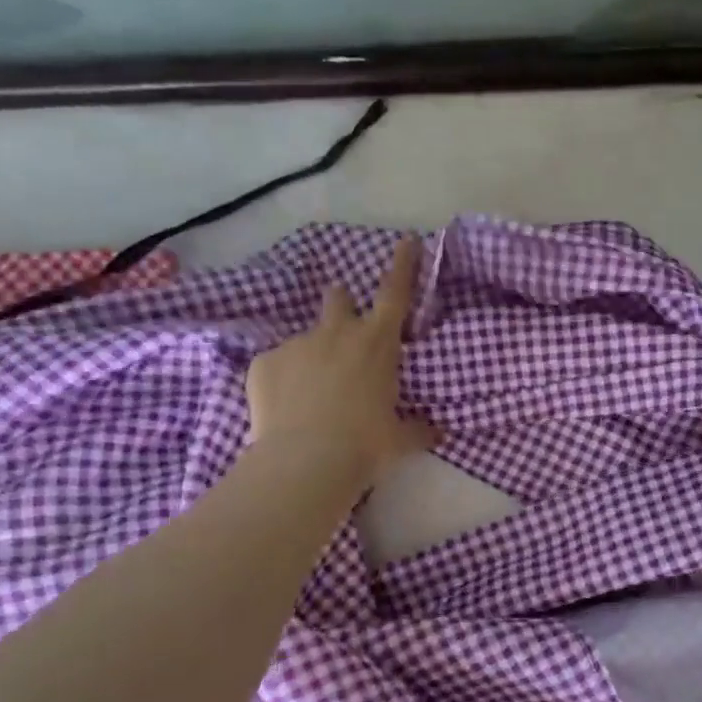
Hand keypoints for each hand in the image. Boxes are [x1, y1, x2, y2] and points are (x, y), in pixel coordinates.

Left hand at [245, 235, 438, 485]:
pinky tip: (285, 409)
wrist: (307, 461)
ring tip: (310, 396)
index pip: (396, 292)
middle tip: (343, 329)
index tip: (407, 240)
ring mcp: (296, 344)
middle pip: (338, 298)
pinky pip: (277, 366)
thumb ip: (419, 429)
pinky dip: (283, 382)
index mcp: (378, 343)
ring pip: (307, 340)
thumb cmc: (366, 445)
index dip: (404, 264)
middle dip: (341, 304)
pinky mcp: (264, 362)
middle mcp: (337, 333)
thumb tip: (438, 433)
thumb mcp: (400, 439)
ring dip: (313, 357)